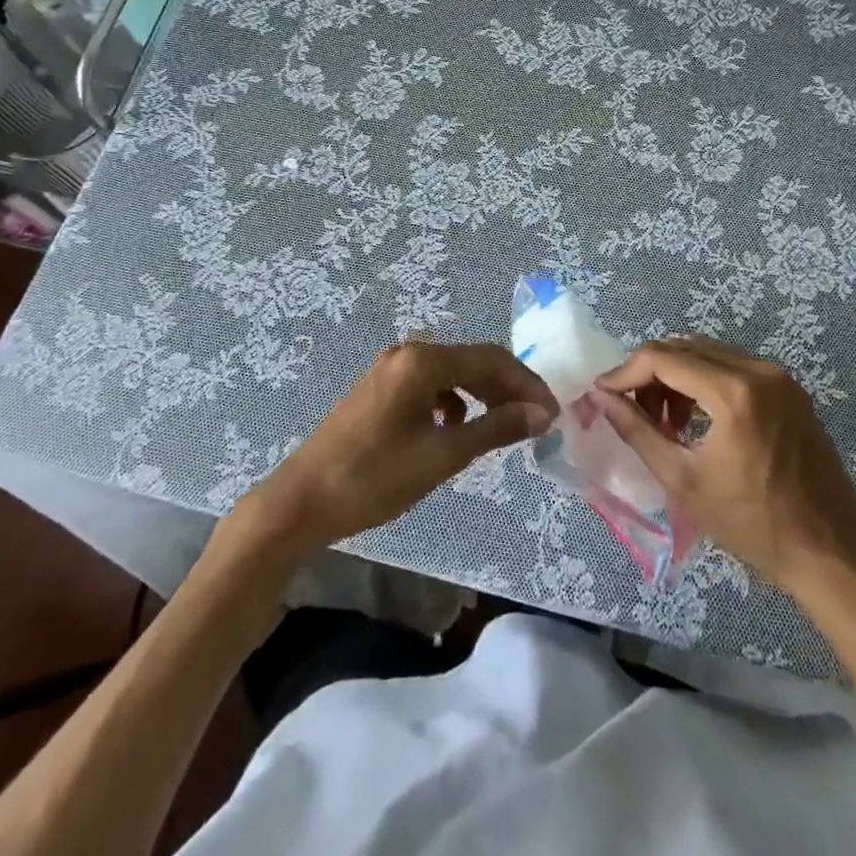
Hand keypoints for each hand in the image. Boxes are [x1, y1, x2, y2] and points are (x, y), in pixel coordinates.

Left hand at [241, 341, 557, 552]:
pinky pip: (430, 386)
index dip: (527, 384)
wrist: (302, 501)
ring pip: (452, 374)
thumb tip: (541, 414)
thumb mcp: (442, 455)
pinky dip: (453, 403)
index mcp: (423, 360)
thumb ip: (495, 429)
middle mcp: (408, 354)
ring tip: (505, 427)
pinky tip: (456, 429)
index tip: (553, 414)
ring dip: (482, 396)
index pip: (491, 360)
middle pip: (472, 362)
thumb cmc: (375, 477)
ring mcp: (390, 369)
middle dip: (507, 389)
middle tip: (537, 422)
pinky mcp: (380, 389)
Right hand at [593, 336, 855, 612]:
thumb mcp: (683, 480)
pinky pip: (733, 366)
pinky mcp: (790, 389)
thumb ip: (637, 431)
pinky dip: (704, 381)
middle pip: (684, 347)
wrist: (834, 554)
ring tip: (665, 422)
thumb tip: (600, 397)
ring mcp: (779, 377)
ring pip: (707, 354)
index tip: (603, 395)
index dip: (625, 372)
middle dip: (650, 373)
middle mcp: (758, 370)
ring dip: (676, 376)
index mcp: (733, 391)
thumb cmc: (754, 524)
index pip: (662, 357)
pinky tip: (698, 420)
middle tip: (633, 412)